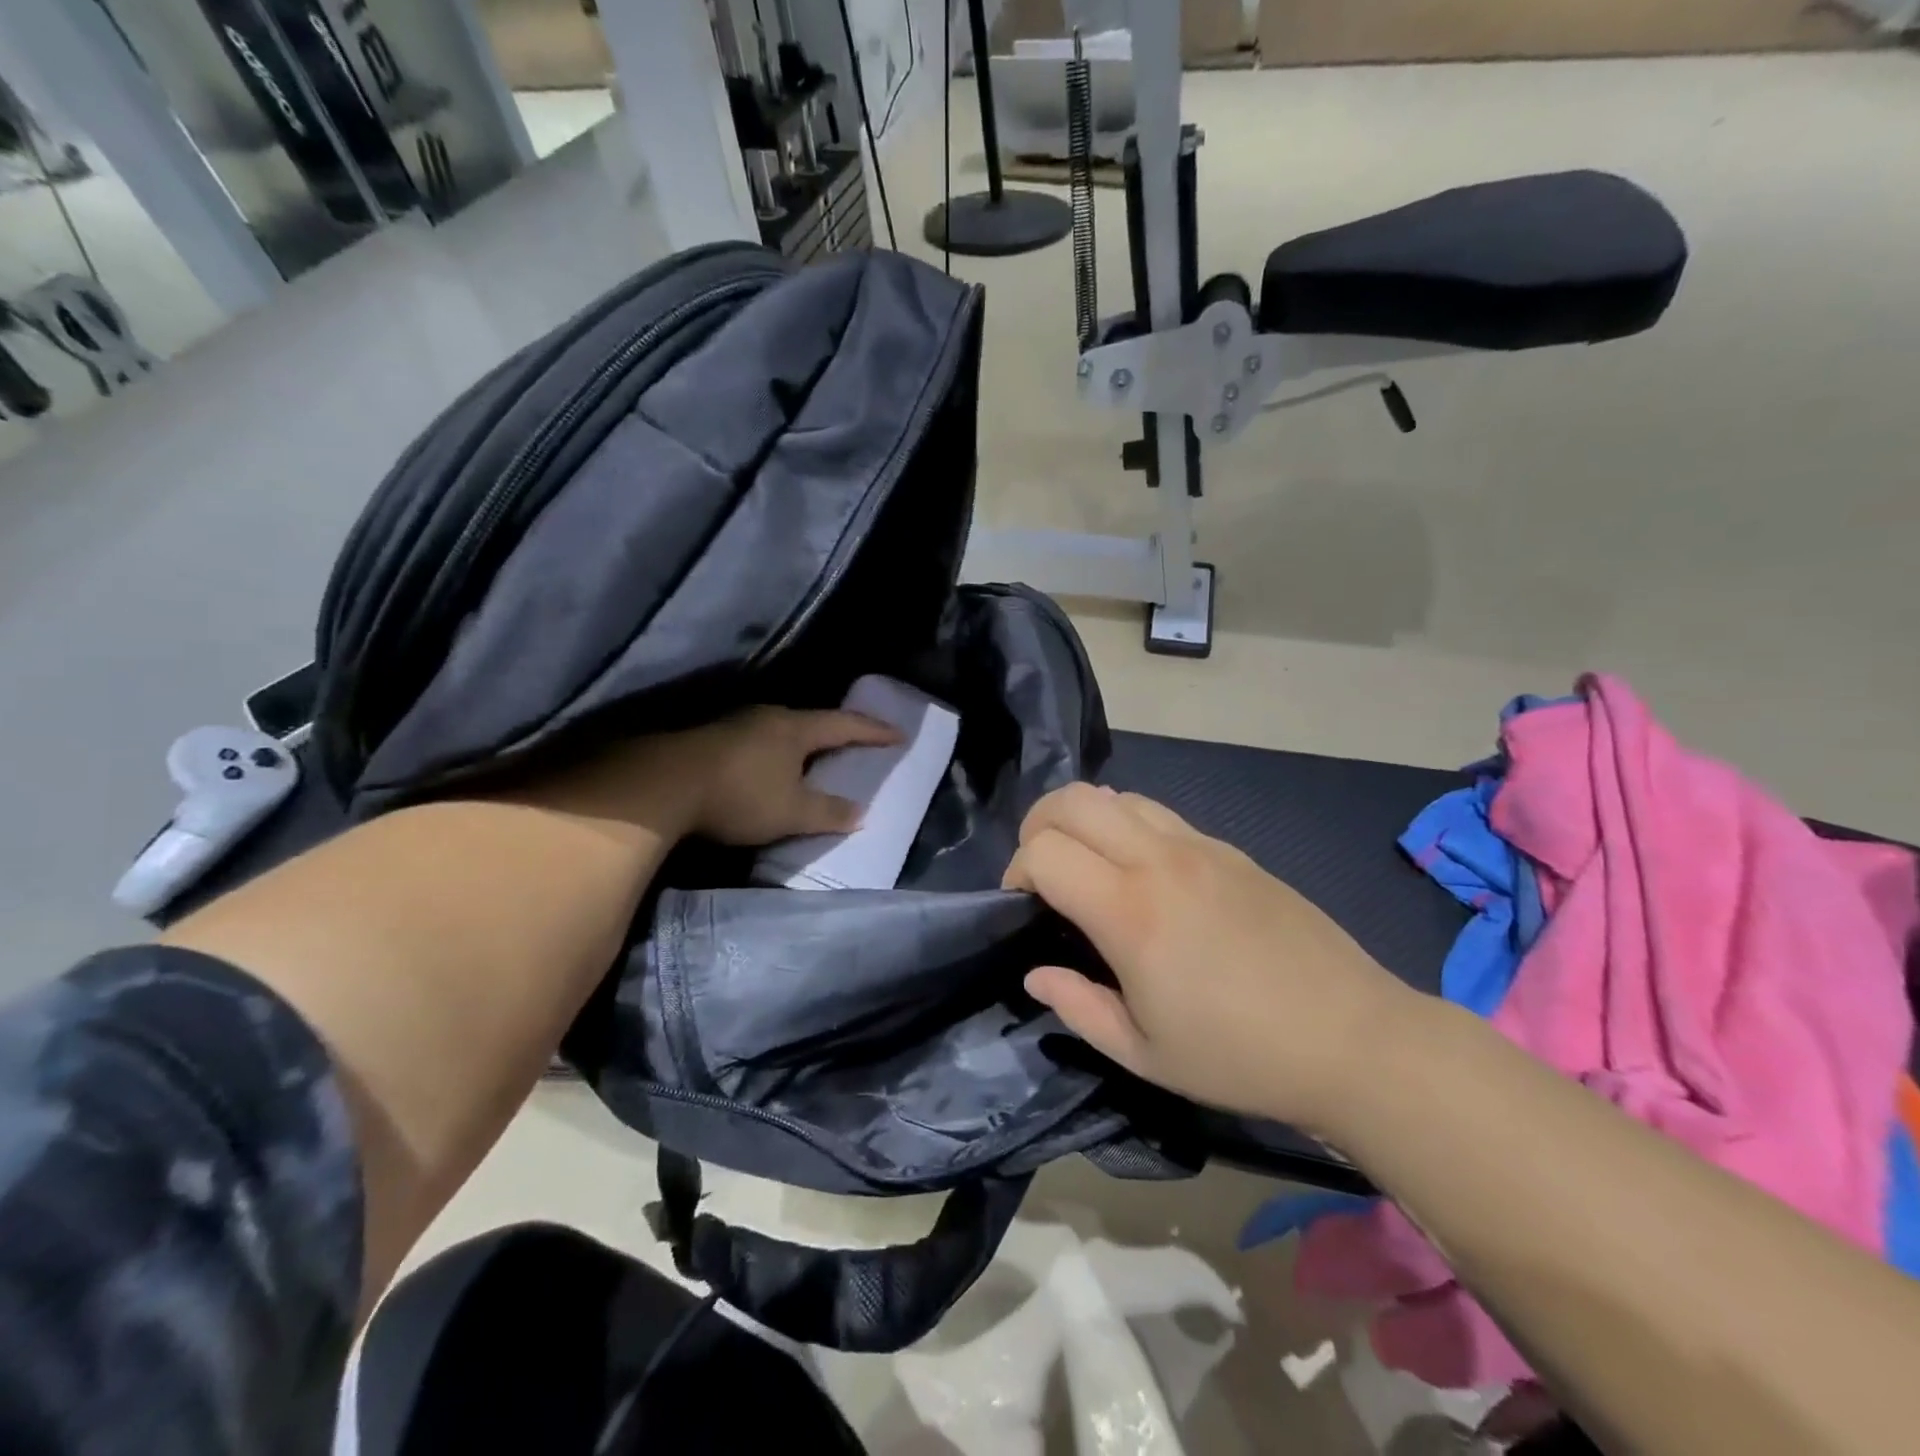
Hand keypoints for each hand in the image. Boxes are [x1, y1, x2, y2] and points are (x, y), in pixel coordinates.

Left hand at [664, 705, 899, 846]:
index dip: (874, 731)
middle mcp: (770, 717)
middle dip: (836, 734)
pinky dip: (774, 754)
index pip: (845, 725)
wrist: (663, 785)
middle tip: (854, 746)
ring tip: (813, 759)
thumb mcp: (792, 812)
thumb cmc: (740, 795)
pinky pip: (757, 742)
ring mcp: (737, 724)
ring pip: (781, 731)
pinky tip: (768, 769)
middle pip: (812, 722)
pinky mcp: (712, 739)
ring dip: (801, 744)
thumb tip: (860, 814)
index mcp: (796, 728)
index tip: (898, 734)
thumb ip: (829, 812)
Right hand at [1004, 782, 1413, 1129]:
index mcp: (1130, 912)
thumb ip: (1077, 1007)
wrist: (1353, 1038)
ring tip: (1089, 866)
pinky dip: (1126, 826)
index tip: (1023, 906)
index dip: (1017, 871)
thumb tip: (1036, 974)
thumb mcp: (1144, 1054)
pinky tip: (1142, 874)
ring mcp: (1200, 846)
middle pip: (1072, 800)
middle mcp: (1159, 861)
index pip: (1044, 850)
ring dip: (1084, 820)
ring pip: (1116, 797)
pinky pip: (1159, 814)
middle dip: (1038, 826)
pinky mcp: (1230, 849)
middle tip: (1041, 871)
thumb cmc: (1240, 1056)